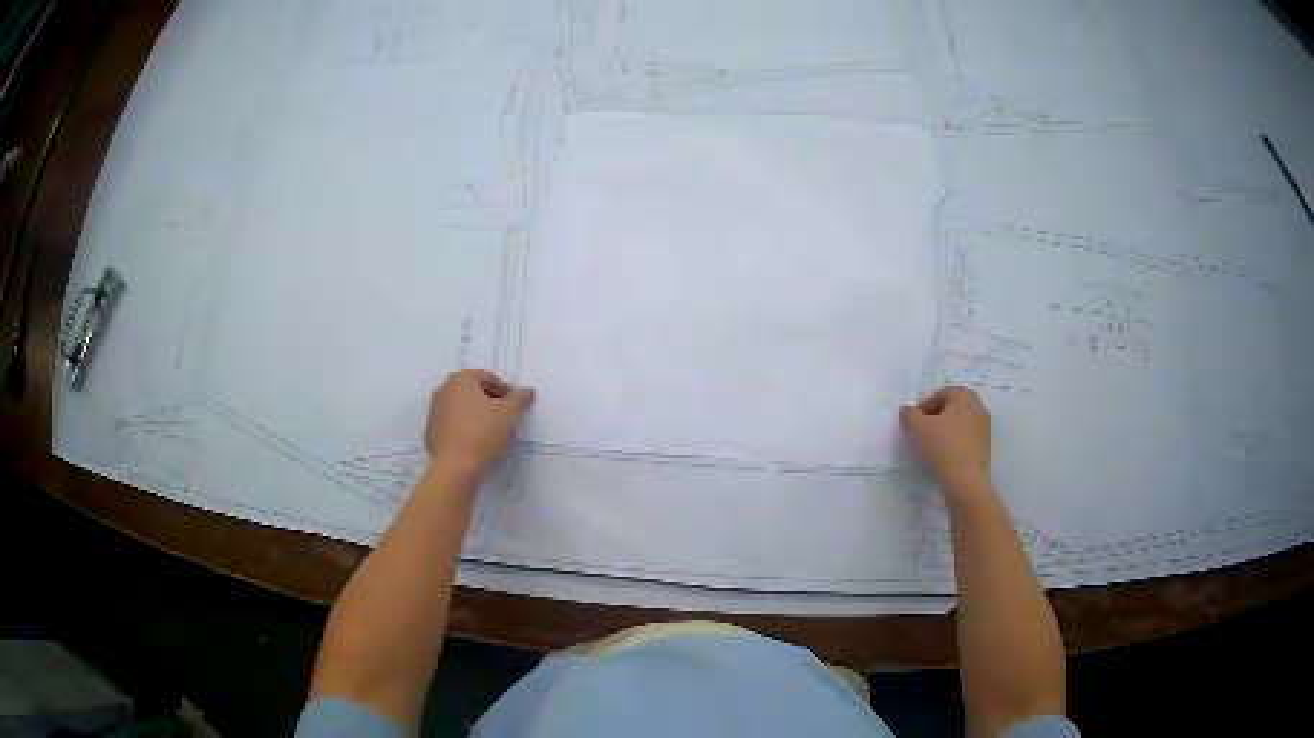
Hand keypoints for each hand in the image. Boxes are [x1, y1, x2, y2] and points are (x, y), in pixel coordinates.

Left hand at [424, 370, 535, 472]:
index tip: (515, 408)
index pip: (489, 378)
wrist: (455, 465)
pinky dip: (464, 429)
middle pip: (473, 391)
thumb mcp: (508, 413)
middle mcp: (444, 389)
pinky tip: (475, 444)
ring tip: (491, 433)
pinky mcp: (431, 431)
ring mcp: (434, 411)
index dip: (506, 392)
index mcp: (462, 379)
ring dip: (476, 415)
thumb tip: (528, 392)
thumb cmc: (483, 432)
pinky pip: (452, 424)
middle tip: (504, 419)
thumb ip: (519, 398)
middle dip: (490, 402)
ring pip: (461, 408)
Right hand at [900, 387, 991, 495]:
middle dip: (935, 419)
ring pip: (959, 424)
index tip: (913, 424)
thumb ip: (909, 415)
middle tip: (921, 434)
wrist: (966, 482)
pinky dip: (955, 444)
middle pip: (951, 409)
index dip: (923, 408)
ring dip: (945, 432)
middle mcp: (978, 407)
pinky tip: (944, 458)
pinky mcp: (986, 446)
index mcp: (964, 396)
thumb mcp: (917, 429)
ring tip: (932, 448)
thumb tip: (908, 410)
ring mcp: (985, 427)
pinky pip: (966, 439)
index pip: (939, 395)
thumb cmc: (943, 448)